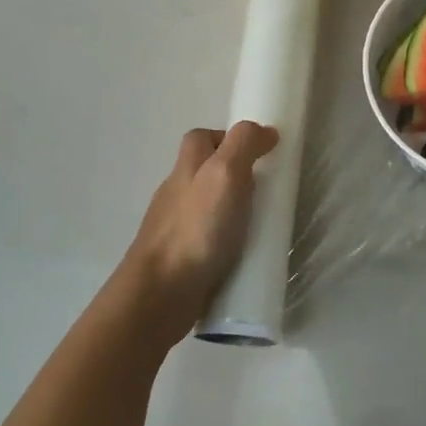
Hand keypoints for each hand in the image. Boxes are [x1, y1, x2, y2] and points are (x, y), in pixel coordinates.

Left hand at [119, 122, 277, 350]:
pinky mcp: (180, 259)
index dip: (227, 137)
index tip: (258, 153)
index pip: (202, 138)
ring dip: (230, 210)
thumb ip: (244, 145)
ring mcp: (174, 228)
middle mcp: (176, 193)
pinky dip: (224, 241)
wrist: (160, 294)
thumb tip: (265, 131)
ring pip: (205, 207)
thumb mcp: (225, 174)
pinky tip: (241, 254)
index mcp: (186, 168)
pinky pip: (206, 240)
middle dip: (233, 176)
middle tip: (265, 191)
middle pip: (203, 172)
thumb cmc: (195, 229)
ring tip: (260, 225)